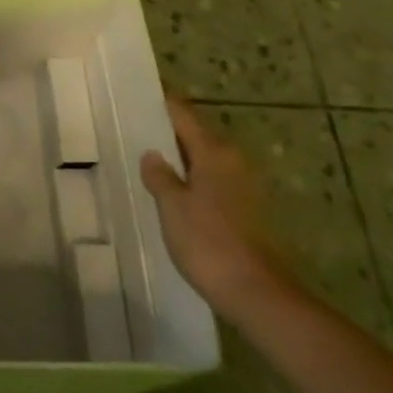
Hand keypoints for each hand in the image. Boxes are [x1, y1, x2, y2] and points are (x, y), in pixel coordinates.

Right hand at [139, 91, 292, 320]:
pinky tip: (173, 191)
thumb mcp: (172, 206)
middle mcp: (233, 161)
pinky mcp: (246, 209)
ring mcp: (243, 186)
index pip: (184, 115)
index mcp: (214, 152)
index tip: (138, 99)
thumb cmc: (208, 241)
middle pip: (197, 134)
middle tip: (136, 131)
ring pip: (205, 159)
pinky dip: (192, 178)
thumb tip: (153, 154)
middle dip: (169, 132)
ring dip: (181, 157)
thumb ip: (159, 176)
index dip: (162, 106)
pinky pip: (212, 180)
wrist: (256, 292)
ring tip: (150, 161)